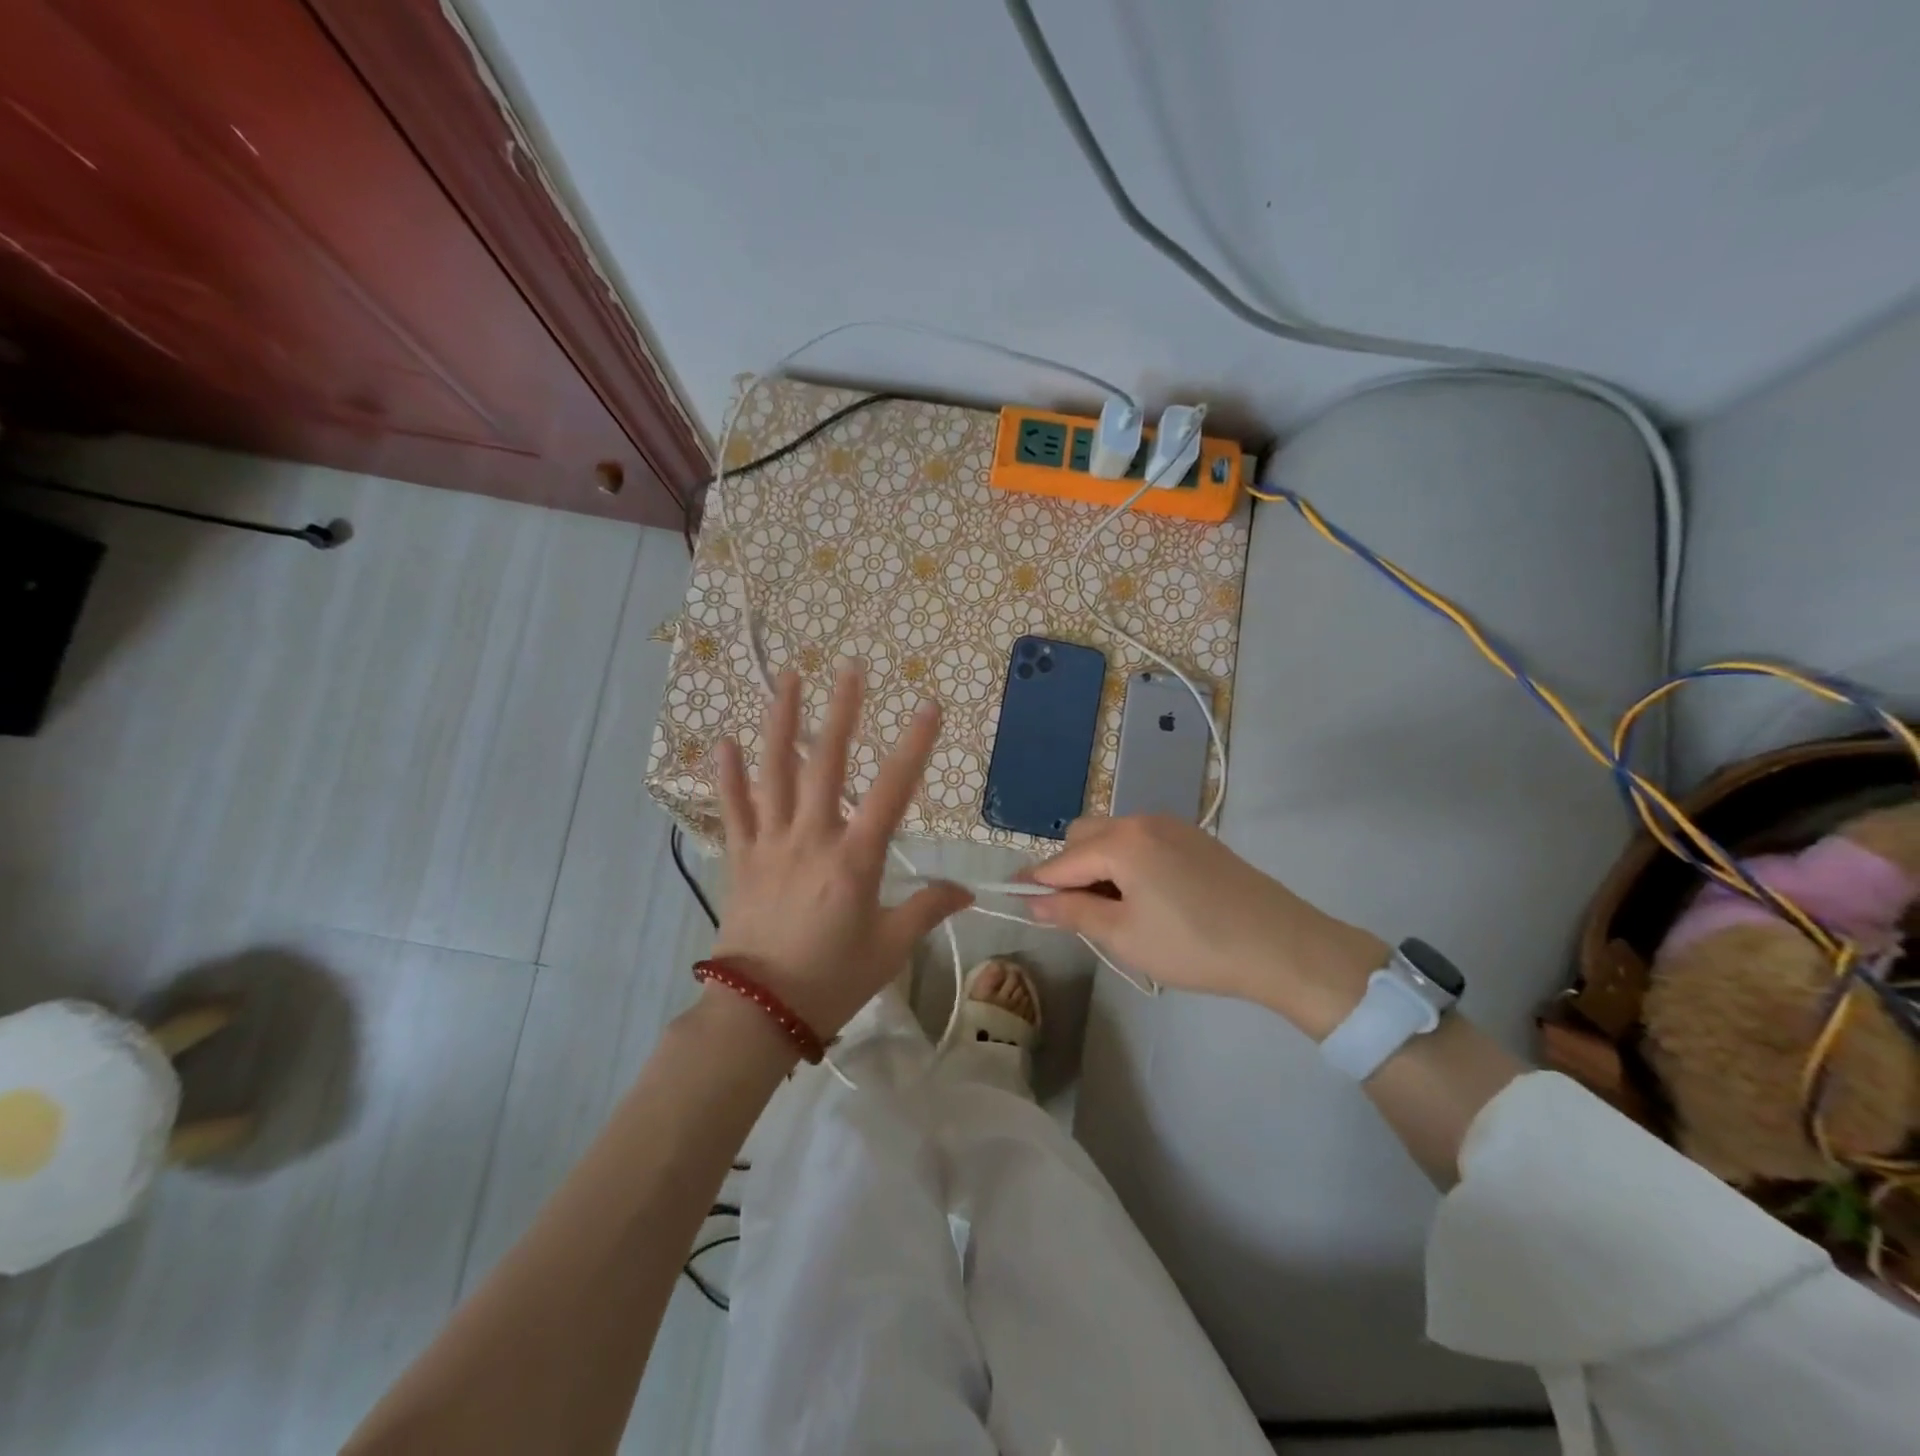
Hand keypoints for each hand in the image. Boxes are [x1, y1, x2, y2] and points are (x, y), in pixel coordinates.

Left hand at [711, 665, 971, 1038]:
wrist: (758, 1013)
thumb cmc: (832, 979)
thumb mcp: (890, 948)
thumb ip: (927, 909)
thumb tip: (966, 891)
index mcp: (854, 859)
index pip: (892, 791)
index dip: (914, 746)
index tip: (929, 707)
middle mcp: (811, 838)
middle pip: (826, 763)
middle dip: (842, 712)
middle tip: (849, 668)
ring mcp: (770, 843)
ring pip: (775, 772)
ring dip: (781, 723)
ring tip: (788, 680)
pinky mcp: (740, 857)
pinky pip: (732, 809)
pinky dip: (727, 775)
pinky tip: (723, 741)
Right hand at [1026, 815, 1386, 1035]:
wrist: (1282, 945)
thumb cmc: (1194, 945)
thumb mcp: (1125, 936)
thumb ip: (1073, 913)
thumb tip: (1033, 901)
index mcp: (1121, 841)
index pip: (1061, 860)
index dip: (1036, 882)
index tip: (1016, 900)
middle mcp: (1142, 821)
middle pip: (1084, 835)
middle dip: (1069, 869)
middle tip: (1079, 913)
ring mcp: (1172, 826)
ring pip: (1114, 835)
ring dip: (1099, 864)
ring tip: (1115, 909)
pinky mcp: (1195, 838)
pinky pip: (1142, 840)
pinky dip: (1127, 861)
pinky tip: (1148, 898)